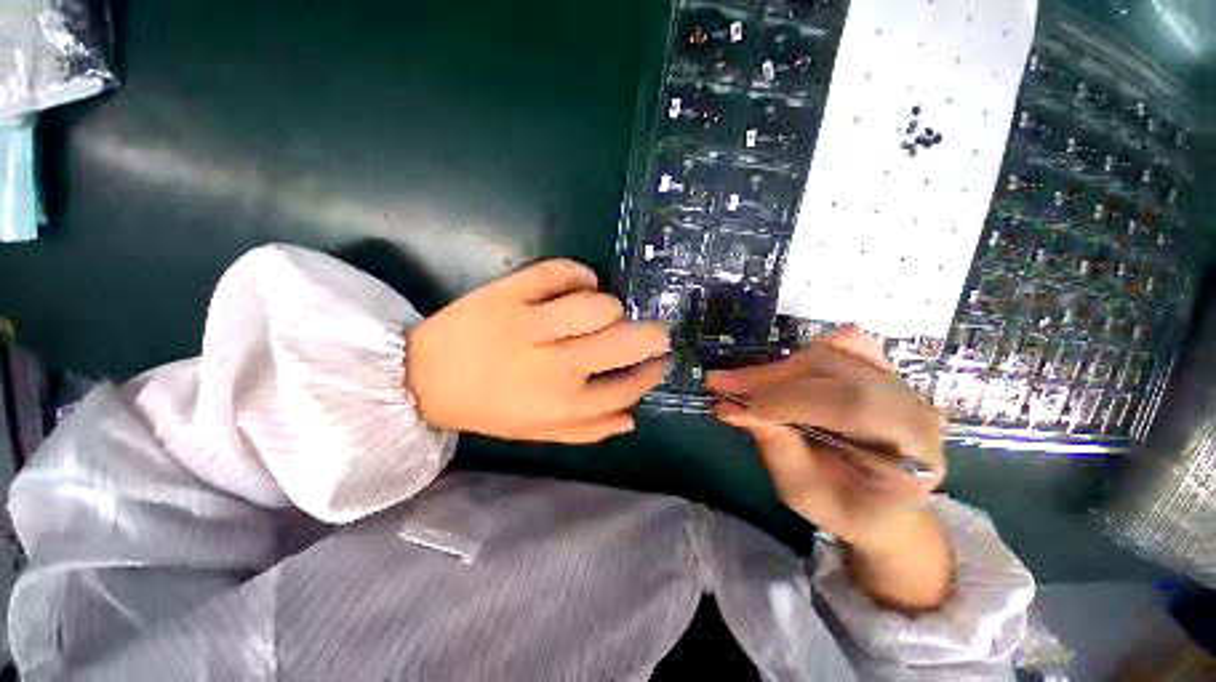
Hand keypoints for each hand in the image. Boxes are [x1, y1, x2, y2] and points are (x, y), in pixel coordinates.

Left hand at [406, 259, 668, 443]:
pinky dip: (580, 273)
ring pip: (596, 305)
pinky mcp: (506, 293)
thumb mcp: (538, 431)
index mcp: (560, 405)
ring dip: (611, 307)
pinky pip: (558, 272)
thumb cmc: (487, 409)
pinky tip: (582, 283)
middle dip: (651, 336)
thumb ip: (587, 429)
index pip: (625, 388)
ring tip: (605, 312)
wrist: (421, 379)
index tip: (658, 363)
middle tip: (653, 332)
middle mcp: (550, 367)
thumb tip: (632, 418)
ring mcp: (527, 325)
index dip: (649, 374)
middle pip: (621, 343)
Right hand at [706, 325, 950, 610]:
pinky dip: (804, 353)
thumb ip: (775, 447)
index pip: (850, 403)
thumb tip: (732, 407)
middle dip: (768, 378)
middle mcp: (910, 403)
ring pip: (829, 353)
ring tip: (740, 382)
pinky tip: (779, 372)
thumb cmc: (849, 509)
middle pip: (834, 370)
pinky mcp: (878, 370)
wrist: (887, 507)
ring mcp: (897, 381)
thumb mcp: (805, 493)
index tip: (738, 406)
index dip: (788, 400)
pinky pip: (844, 344)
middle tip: (720, 384)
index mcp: (911, 446)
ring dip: (776, 368)